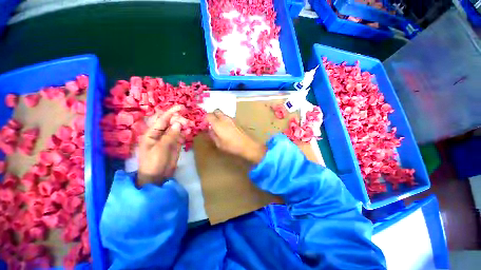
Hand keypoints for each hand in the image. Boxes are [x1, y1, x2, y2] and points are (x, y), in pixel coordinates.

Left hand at [137, 105, 188, 186]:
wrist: (157, 177)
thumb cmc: (153, 163)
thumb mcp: (160, 148)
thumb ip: (170, 136)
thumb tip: (178, 123)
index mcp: (152, 133)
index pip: (162, 120)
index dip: (171, 112)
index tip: (181, 107)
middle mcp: (160, 134)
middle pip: (171, 123)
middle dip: (179, 120)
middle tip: (187, 122)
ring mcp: (169, 139)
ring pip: (177, 129)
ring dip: (184, 126)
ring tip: (190, 125)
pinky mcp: (175, 145)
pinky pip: (181, 136)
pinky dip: (185, 133)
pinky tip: (189, 131)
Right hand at [206, 109, 265, 163]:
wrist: (247, 145)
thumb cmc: (231, 146)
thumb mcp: (218, 143)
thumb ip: (212, 135)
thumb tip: (209, 130)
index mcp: (218, 123)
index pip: (208, 115)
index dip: (205, 118)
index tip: (204, 124)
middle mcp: (225, 118)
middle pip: (216, 111)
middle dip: (212, 115)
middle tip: (211, 123)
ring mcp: (232, 119)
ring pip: (223, 114)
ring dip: (219, 117)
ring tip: (219, 127)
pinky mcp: (237, 121)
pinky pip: (228, 117)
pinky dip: (225, 120)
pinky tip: (226, 128)